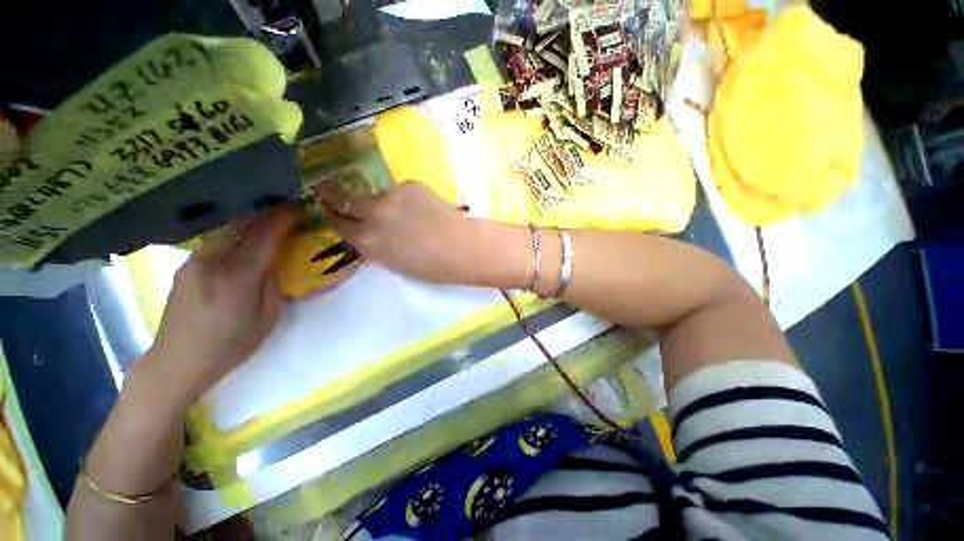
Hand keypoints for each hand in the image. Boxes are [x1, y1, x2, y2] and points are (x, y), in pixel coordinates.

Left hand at [144, 206, 296, 404]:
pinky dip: (236, 234)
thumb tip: (274, 262)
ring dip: (251, 221)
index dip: (283, 220)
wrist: (177, 361)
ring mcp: (194, 262)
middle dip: (266, 213)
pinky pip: (217, 241)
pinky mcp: (186, 265)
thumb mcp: (267, 319)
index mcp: (236, 279)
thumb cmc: (230, 345)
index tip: (299, 208)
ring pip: (227, 230)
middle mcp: (211, 263)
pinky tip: (246, 239)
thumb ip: (273, 285)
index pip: (264, 238)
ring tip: (269, 221)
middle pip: (242, 226)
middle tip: (287, 210)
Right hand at [320, 180, 484, 283]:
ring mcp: (391, 196)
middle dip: (334, 196)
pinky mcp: (410, 185)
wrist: (463, 247)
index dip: (333, 218)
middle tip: (327, 190)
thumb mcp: (396, 264)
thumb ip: (377, 247)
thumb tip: (368, 234)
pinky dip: (404, 200)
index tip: (327, 211)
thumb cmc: (433, 267)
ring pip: (376, 196)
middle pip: (345, 200)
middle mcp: (372, 214)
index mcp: (368, 242)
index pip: (339, 226)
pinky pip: (399, 192)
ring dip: (380, 202)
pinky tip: (420, 210)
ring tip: (399, 212)